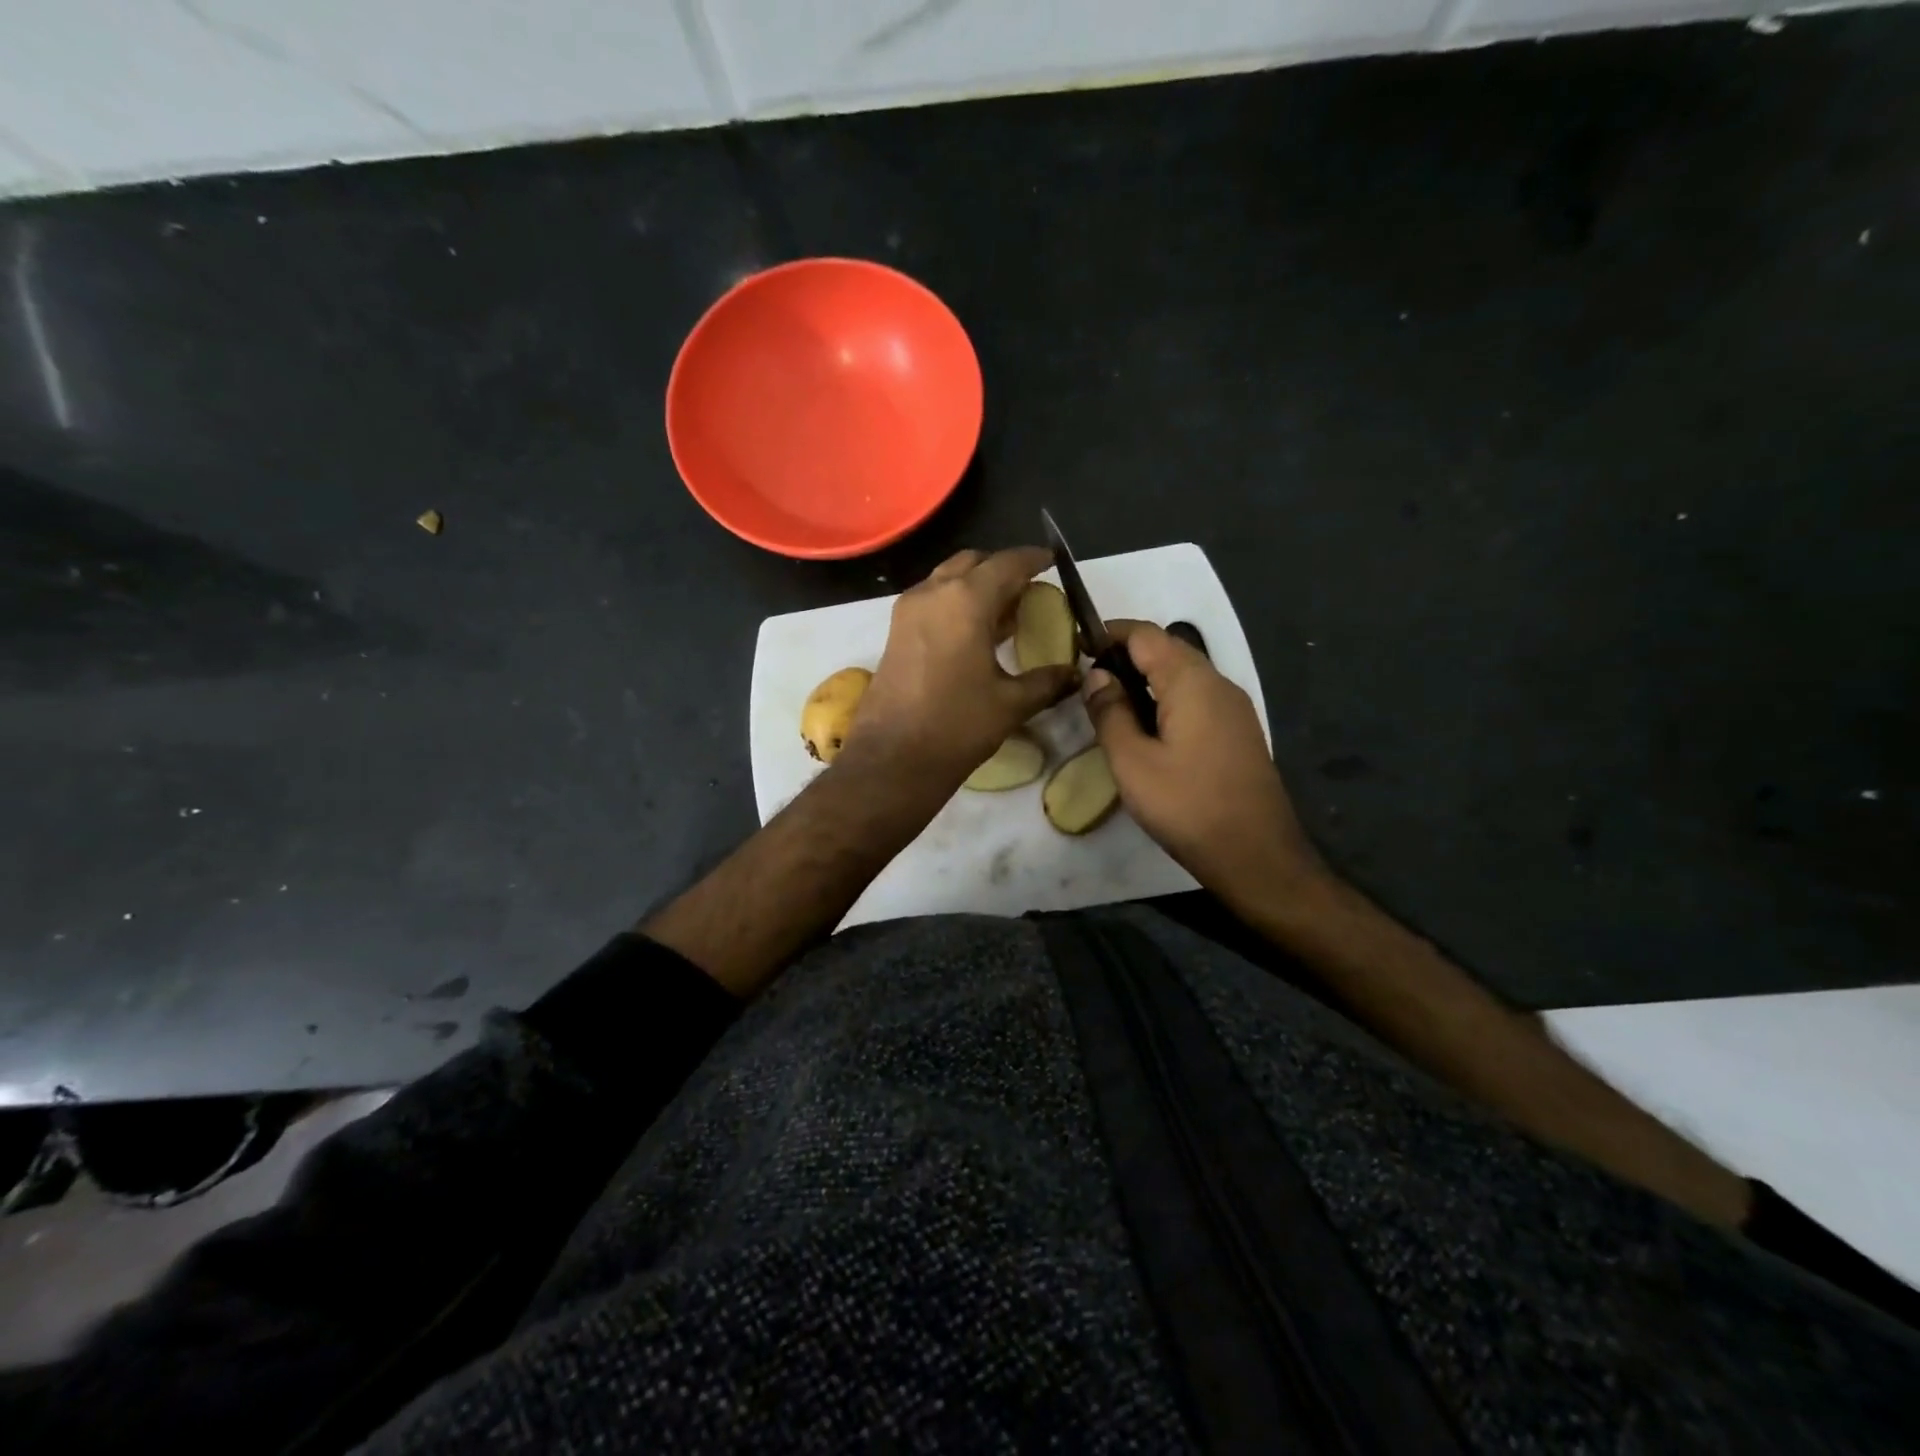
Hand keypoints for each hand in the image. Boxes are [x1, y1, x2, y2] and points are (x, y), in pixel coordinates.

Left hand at [845, 547, 1078, 791]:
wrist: (893, 759)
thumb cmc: (956, 726)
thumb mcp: (1011, 704)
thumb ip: (1047, 681)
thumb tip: (1074, 673)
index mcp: (965, 601)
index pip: (1007, 563)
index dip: (1033, 559)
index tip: (1052, 562)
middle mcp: (933, 593)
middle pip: (973, 563)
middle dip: (1002, 569)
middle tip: (1028, 590)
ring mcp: (908, 611)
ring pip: (948, 579)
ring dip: (976, 586)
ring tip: (1005, 612)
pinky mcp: (896, 632)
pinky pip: (932, 601)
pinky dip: (956, 603)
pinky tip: (975, 633)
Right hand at [1083, 621, 1323, 906]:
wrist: (1255, 855)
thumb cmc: (1187, 806)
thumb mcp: (1132, 761)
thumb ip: (1110, 712)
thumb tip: (1096, 675)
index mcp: (1192, 682)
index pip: (1145, 634)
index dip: (1108, 633)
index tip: (1075, 646)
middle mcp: (1218, 683)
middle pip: (1167, 649)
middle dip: (1126, 655)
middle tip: (1088, 680)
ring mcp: (1233, 708)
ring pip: (1183, 674)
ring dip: (1145, 678)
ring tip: (1110, 705)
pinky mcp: (1237, 731)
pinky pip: (1196, 698)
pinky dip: (1165, 699)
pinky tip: (1146, 729)